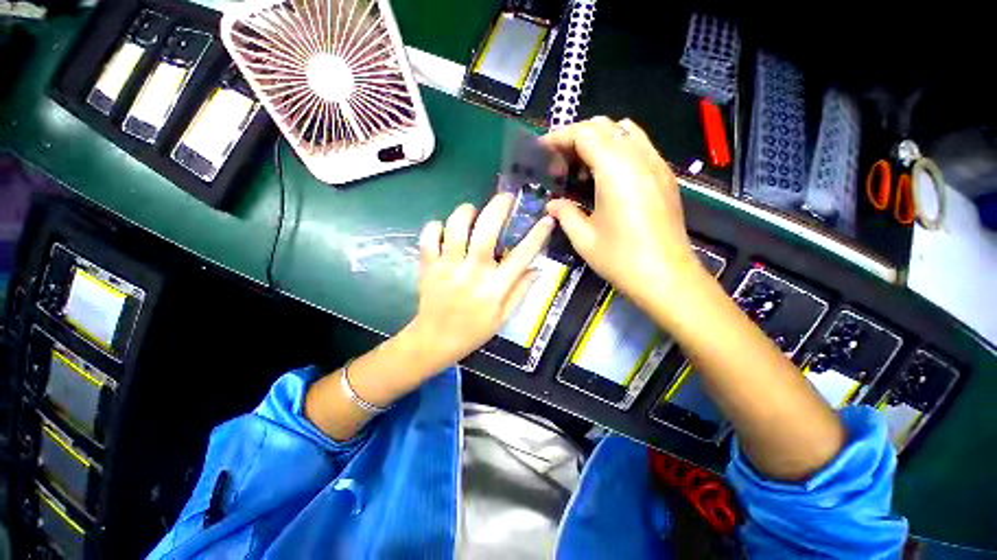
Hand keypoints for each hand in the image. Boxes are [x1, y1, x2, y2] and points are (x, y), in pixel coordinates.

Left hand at [404, 194, 554, 371]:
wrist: (436, 340)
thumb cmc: (474, 330)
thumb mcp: (504, 316)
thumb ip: (521, 291)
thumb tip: (537, 269)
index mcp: (496, 286)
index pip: (522, 254)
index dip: (538, 234)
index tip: (546, 219)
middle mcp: (473, 271)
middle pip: (486, 230)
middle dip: (498, 207)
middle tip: (505, 197)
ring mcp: (448, 267)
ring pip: (455, 227)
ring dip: (466, 212)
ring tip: (472, 211)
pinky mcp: (429, 266)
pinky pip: (429, 237)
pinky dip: (435, 227)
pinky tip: (444, 229)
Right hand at [544, 117, 701, 314]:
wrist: (667, 277)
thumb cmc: (621, 259)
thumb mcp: (584, 238)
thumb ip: (565, 213)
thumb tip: (553, 204)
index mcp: (615, 169)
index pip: (585, 134)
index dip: (560, 137)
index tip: (543, 150)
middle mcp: (639, 157)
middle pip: (604, 126)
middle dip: (577, 137)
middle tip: (560, 162)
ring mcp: (656, 164)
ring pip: (625, 132)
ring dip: (599, 140)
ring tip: (582, 167)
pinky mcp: (665, 176)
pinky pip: (640, 146)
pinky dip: (618, 149)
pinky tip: (607, 176)